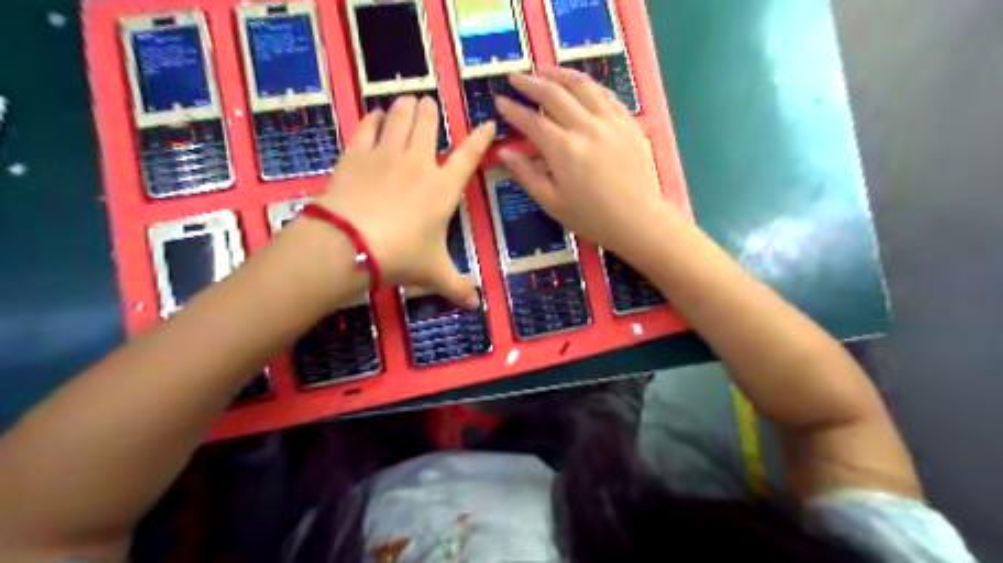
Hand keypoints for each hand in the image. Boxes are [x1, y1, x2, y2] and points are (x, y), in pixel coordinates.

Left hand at [312, 98, 492, 306]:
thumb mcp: (433, 273)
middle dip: (431, 111)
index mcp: (443, 188)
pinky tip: (376, 117)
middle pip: (429, 122)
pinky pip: (368, 124)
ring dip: (405, 106)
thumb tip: (476, 305)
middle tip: (428, 109)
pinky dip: (374, 117)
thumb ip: (457, 286)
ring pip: (400, 114)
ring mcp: (386, 153)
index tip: (486, 123)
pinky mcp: (357, 152)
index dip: (480, 138)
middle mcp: (419, 163)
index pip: (469, 155)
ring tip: (406, 103)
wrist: (350, 245)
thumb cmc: (400, 256)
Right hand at [494, 69, 673, 257]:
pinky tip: (580, 85)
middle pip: (554, 94)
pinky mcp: (628, 122)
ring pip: (582, 86)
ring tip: (543, 70)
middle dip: (530, 83)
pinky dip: (588, 85)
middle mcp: (586, 126)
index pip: (531, 121)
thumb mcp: (552, 203)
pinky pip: (606, 94)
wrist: (639, 220)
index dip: (512, 110)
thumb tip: (504, 152)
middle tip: (515, 77)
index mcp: (563, 149)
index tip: (499, 101)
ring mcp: (610, 121)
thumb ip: (527, 175)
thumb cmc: (592, 217)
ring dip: (559, 74)